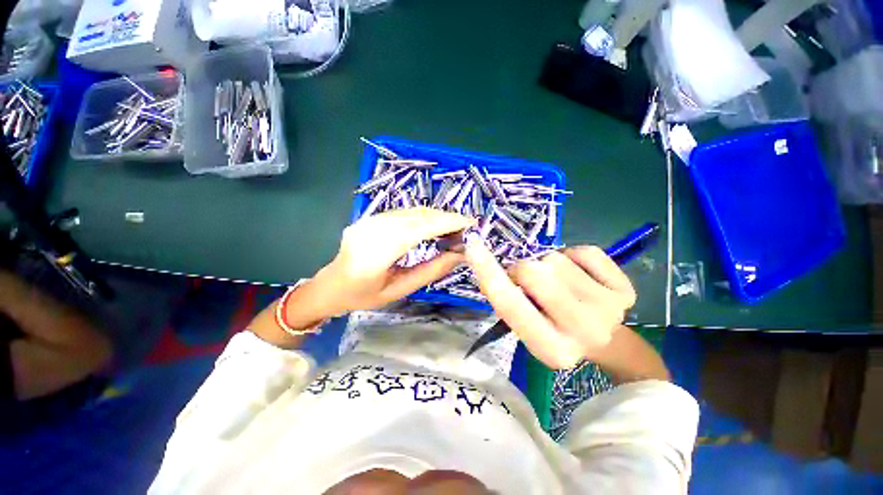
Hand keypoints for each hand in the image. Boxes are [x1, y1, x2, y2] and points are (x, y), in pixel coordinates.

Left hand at [315, 208, 475, 312]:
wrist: (330, 286)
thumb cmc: (364, 296)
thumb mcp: (400, 290)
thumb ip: (431, 271)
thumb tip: (460, 255)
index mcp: (375, 254)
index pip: (418, 229)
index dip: (446, 223)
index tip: (470, 224)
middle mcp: (371, 230)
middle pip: (417, 216)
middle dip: (446, 218)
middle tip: (467, 227)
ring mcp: (368, 220)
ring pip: (412, 211)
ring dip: (437, 216)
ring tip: (455, 227)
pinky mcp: (370, 217)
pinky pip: (403, 212)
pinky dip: (424, 216)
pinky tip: (435, 224)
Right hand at [465, 235, 635, 368]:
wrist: (605, 342)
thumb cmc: (553, 331)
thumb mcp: (525, 327)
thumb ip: (508, 301)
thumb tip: (492, 265)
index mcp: (550, 348)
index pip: (509, 304)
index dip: (487, 272)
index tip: (473, 245)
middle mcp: (581, 331)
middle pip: (533, 271)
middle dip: (522, 269)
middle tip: (528, 279)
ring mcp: (609, 310)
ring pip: (555, 258)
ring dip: (547, 264)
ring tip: (557, 282)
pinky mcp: (625, 289)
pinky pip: (584, 251)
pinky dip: (573, 256)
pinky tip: (578, 275)